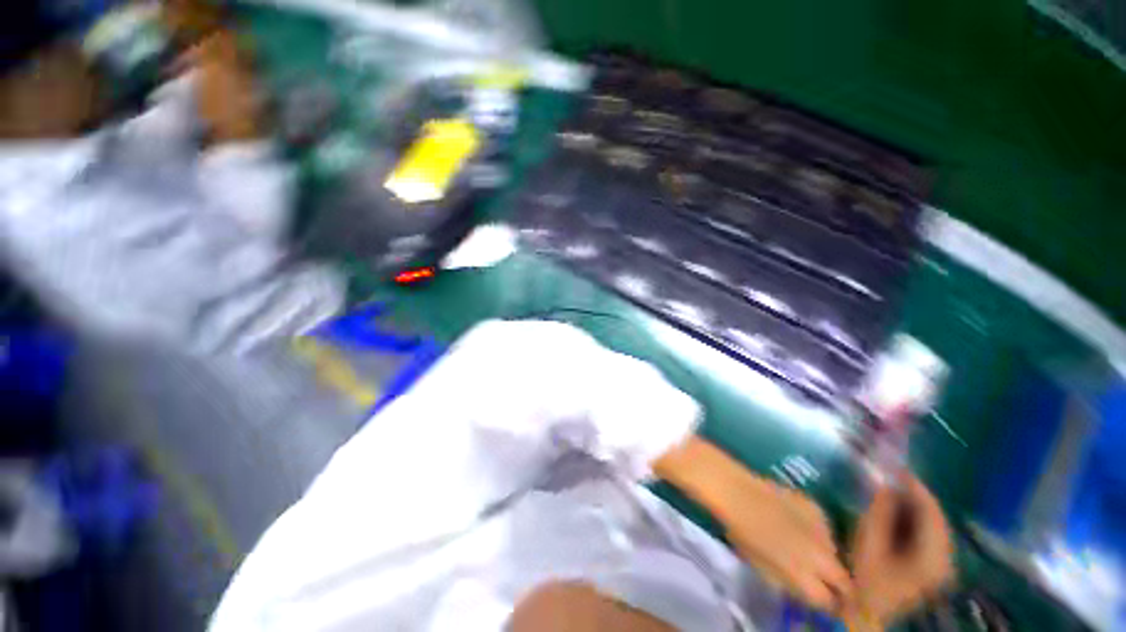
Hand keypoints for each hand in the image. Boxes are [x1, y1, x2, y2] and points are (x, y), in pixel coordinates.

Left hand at [654, 437, 850, 612]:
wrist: (736, 493)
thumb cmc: (742, 533)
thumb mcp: (763, 569)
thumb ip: (789, 585)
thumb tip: (804, 593)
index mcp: (805, 578)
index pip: (829, 603)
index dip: (826, 605)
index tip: (824, 604)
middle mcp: (821, 558)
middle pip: (844, 581)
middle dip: (838, 586)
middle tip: (825, 583)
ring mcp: (823, 531)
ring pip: (835, 553)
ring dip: (827, 557)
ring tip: (809, 550)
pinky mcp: (817, 508)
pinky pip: (826, 528)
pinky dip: (818, 532)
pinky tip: (800, 525)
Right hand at [848, 474, 954, 626]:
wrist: (868, 611)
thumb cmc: (866, 576)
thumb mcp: (869, 540)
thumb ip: (880, 511)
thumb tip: (887, 483)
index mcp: (933, 554)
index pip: (932, 512)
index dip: (916, 487)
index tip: (898, 468)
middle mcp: (945, 559)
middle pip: (935, 519)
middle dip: (914, 496)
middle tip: (892, 477)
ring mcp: (941, 565)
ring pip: (932, 527)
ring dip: (914, 508)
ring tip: (892, 491)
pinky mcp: (933, 568)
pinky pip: (928, 536)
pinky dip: (914, 522)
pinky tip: (897, 514)